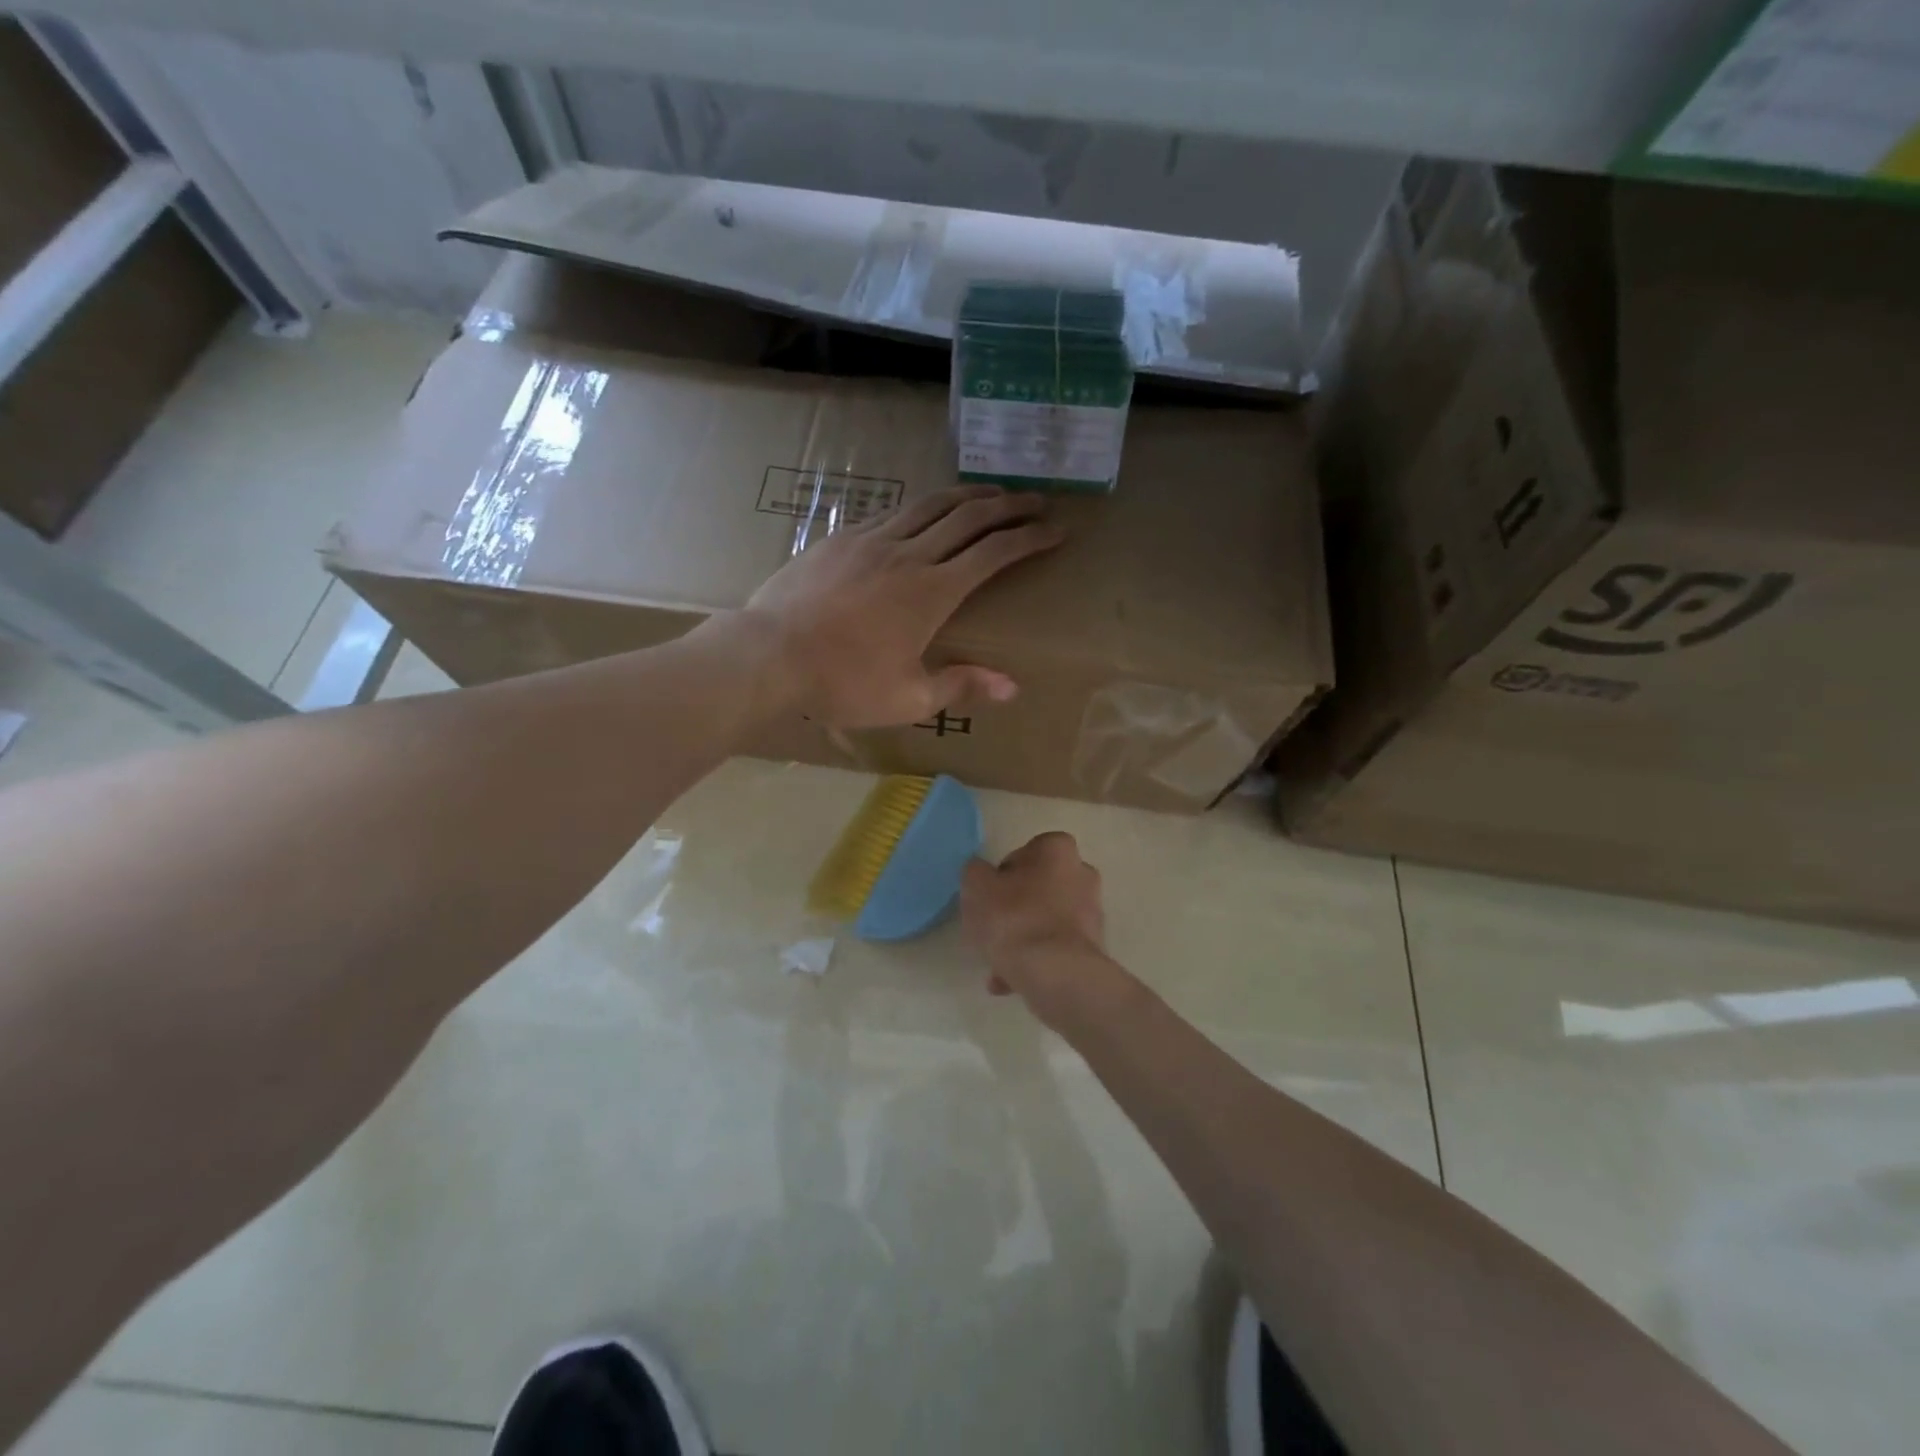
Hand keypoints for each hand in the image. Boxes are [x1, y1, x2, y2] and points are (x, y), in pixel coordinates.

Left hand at [742, 486, 1062, 728]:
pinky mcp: (842, 538)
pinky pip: (894, 513)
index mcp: (933, 591)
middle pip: (970, 516)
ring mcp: (872, 540)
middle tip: (1037, 501)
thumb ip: (961, 685)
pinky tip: (925, 513)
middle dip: (1010, 506)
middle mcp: (909, 554)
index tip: (1056, 529)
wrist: (769, 654)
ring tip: (991, 495)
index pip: (994, 552)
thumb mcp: (908, 697)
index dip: (1030, 537)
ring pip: (931, 504)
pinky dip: (922, 508)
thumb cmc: (842, 682)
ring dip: (968, 496)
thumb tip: (1012, 686)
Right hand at [963, 833, 1122, 1018]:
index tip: (988, 897)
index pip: (1025, 852)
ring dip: (1022, 939)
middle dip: (1013, 908)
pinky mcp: (1093, 946)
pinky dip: (1035, 960)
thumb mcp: (977, 887)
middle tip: (990, 930)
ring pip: (1045, 920)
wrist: (1056, 974)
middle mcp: (1082, 873)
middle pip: (1038, 887)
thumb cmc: (1014, 918)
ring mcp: (1091, 912)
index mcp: (1058, 849)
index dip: (1001, 875)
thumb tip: (981, 873)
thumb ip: (975, 872)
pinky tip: (1010, 981)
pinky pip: (1055, 947)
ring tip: (996, 965)